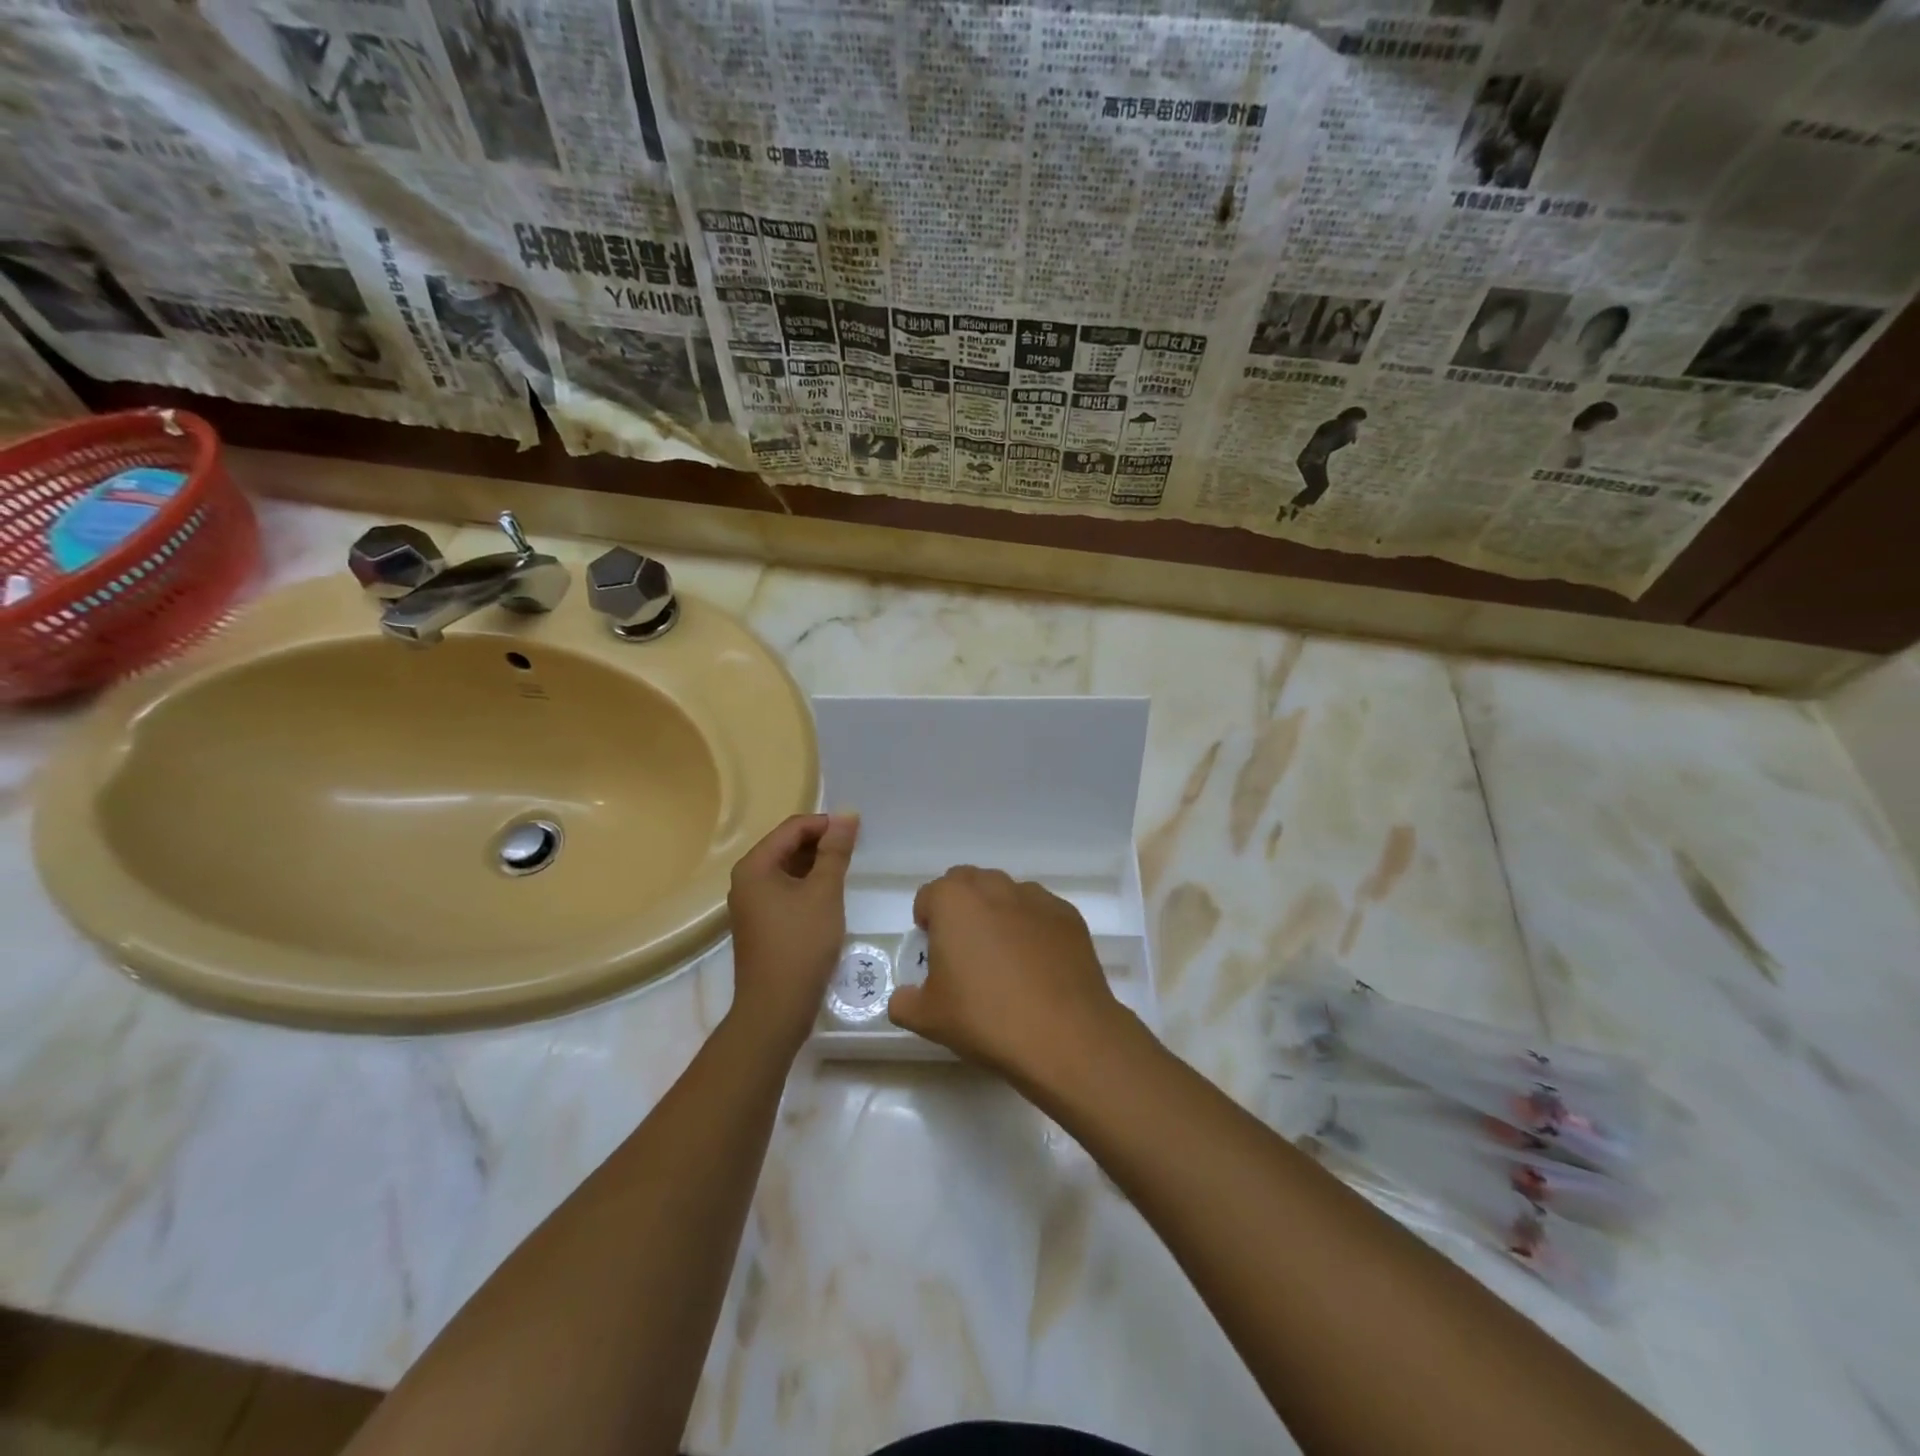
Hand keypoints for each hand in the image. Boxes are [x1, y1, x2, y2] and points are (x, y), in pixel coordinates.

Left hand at [726, 813, 857, 1053]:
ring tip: (846, 871)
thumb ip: (835, 851)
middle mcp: (747, 880)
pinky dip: (808, 886)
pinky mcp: (761, 924)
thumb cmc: (800, 944)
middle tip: (855, 851)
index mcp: (755, 866)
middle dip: (821, 844)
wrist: (776, 1008)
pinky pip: (786, 891)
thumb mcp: (824, 892)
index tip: (857, 832)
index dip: (825, 824)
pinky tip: (830, 896)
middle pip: (787, 846)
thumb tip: (846, 814)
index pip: (792, 828)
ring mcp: (752, 904)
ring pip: (788, 870)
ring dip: (816, 866)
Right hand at [887, 866, 1131, 1083]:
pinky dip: (1032, 928)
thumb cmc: (986, 1019)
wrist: (1064, 1035)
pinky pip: (1039, 912)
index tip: (933, 955)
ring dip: (997, 914)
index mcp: (954, 901)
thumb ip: (905, 1002)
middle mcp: (995, 887)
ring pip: (1006, 894)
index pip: (929, 896)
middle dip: (960, 908)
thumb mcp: (928, 1018)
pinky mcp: (1068, 915)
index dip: (926, 923)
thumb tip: (904, 998)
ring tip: (1004, 959)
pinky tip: (1037, 966)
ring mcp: (1036, 898)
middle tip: (964, 951)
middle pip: (968, 884)